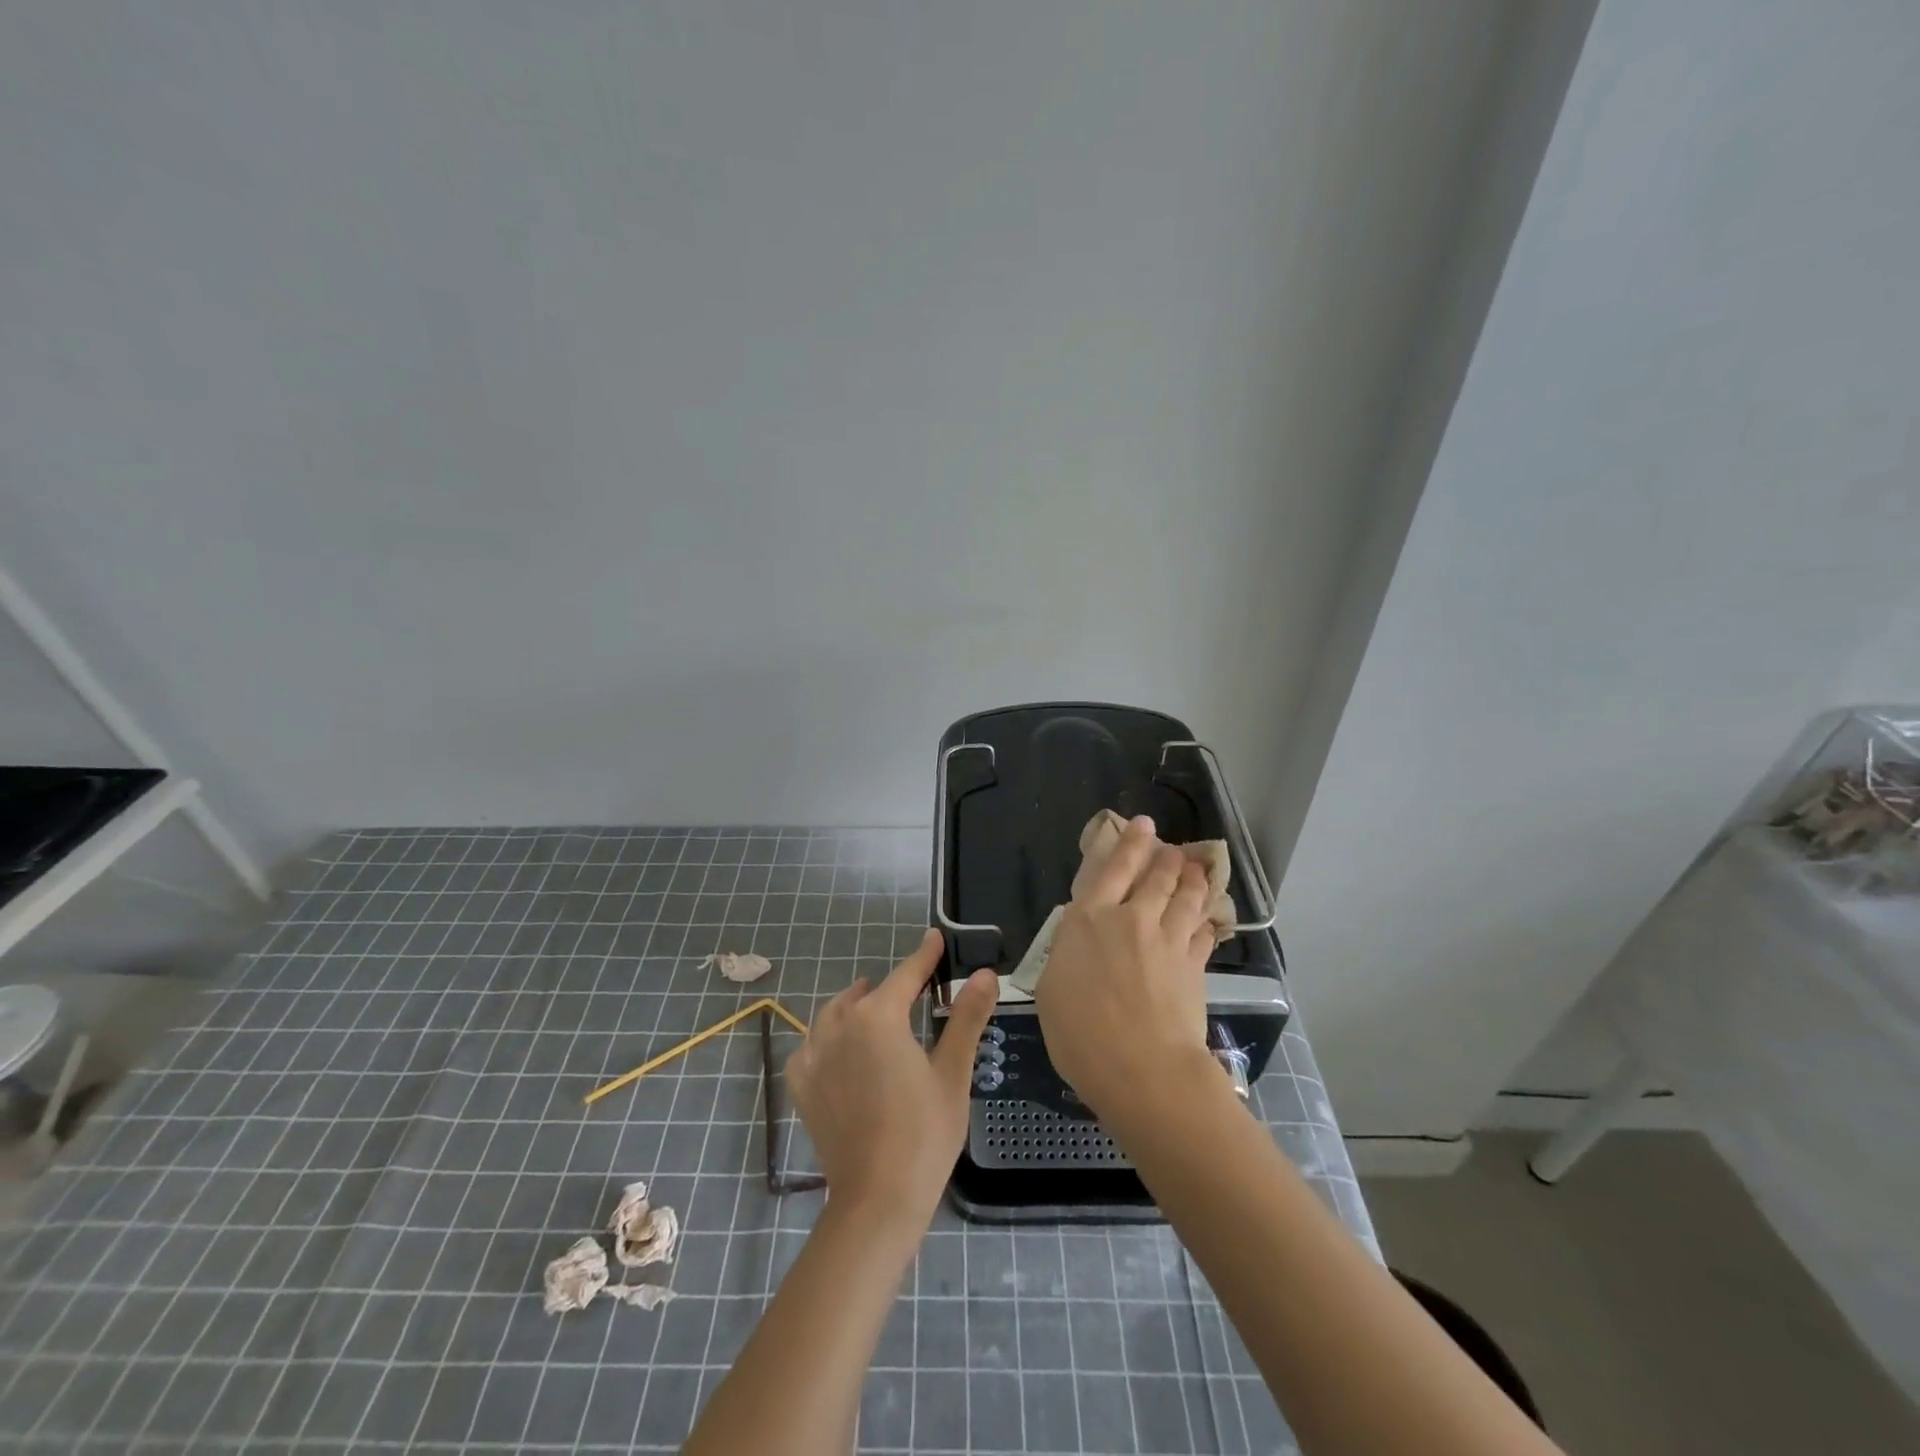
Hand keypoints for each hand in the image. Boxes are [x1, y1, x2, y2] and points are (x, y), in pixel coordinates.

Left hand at [786, 928, 997, 1235]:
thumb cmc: (924, 1134)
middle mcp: (840, 1024)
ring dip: (856, 1006)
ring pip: (836, 1014)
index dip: (924, 956)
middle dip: (893, 987)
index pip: (907, 974)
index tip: (935, 937)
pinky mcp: (801, 1083)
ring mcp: (814, 1054)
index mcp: (879, 1017)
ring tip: (874, 1009)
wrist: (876, 1201)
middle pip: (870, 994)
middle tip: (915, 989)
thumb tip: (985, 974)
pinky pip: (813, 1045)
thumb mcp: (953, 1072)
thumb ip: (967, 1017)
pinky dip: (828, 1038)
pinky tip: (840, 1050)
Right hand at [1034, 815, 1217, 1120]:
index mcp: (1091, 919)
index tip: (1144, 824)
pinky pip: (1203, 931)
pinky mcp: (1194, 965)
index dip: (1131, 842)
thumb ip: (1066, 955)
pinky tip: (1208, 919)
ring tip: (1198, 870)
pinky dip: (1206, 920)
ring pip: (1187, 897)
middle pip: (1158, 876)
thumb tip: (1078, 941)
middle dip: (1168, 858)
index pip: (1114, 867)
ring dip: (1193, 879)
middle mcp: (1132, 918)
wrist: (1143, 1068)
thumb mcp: (1051, 990)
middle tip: (1174, 850)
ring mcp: (1168, 940)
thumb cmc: (1081, 1033)